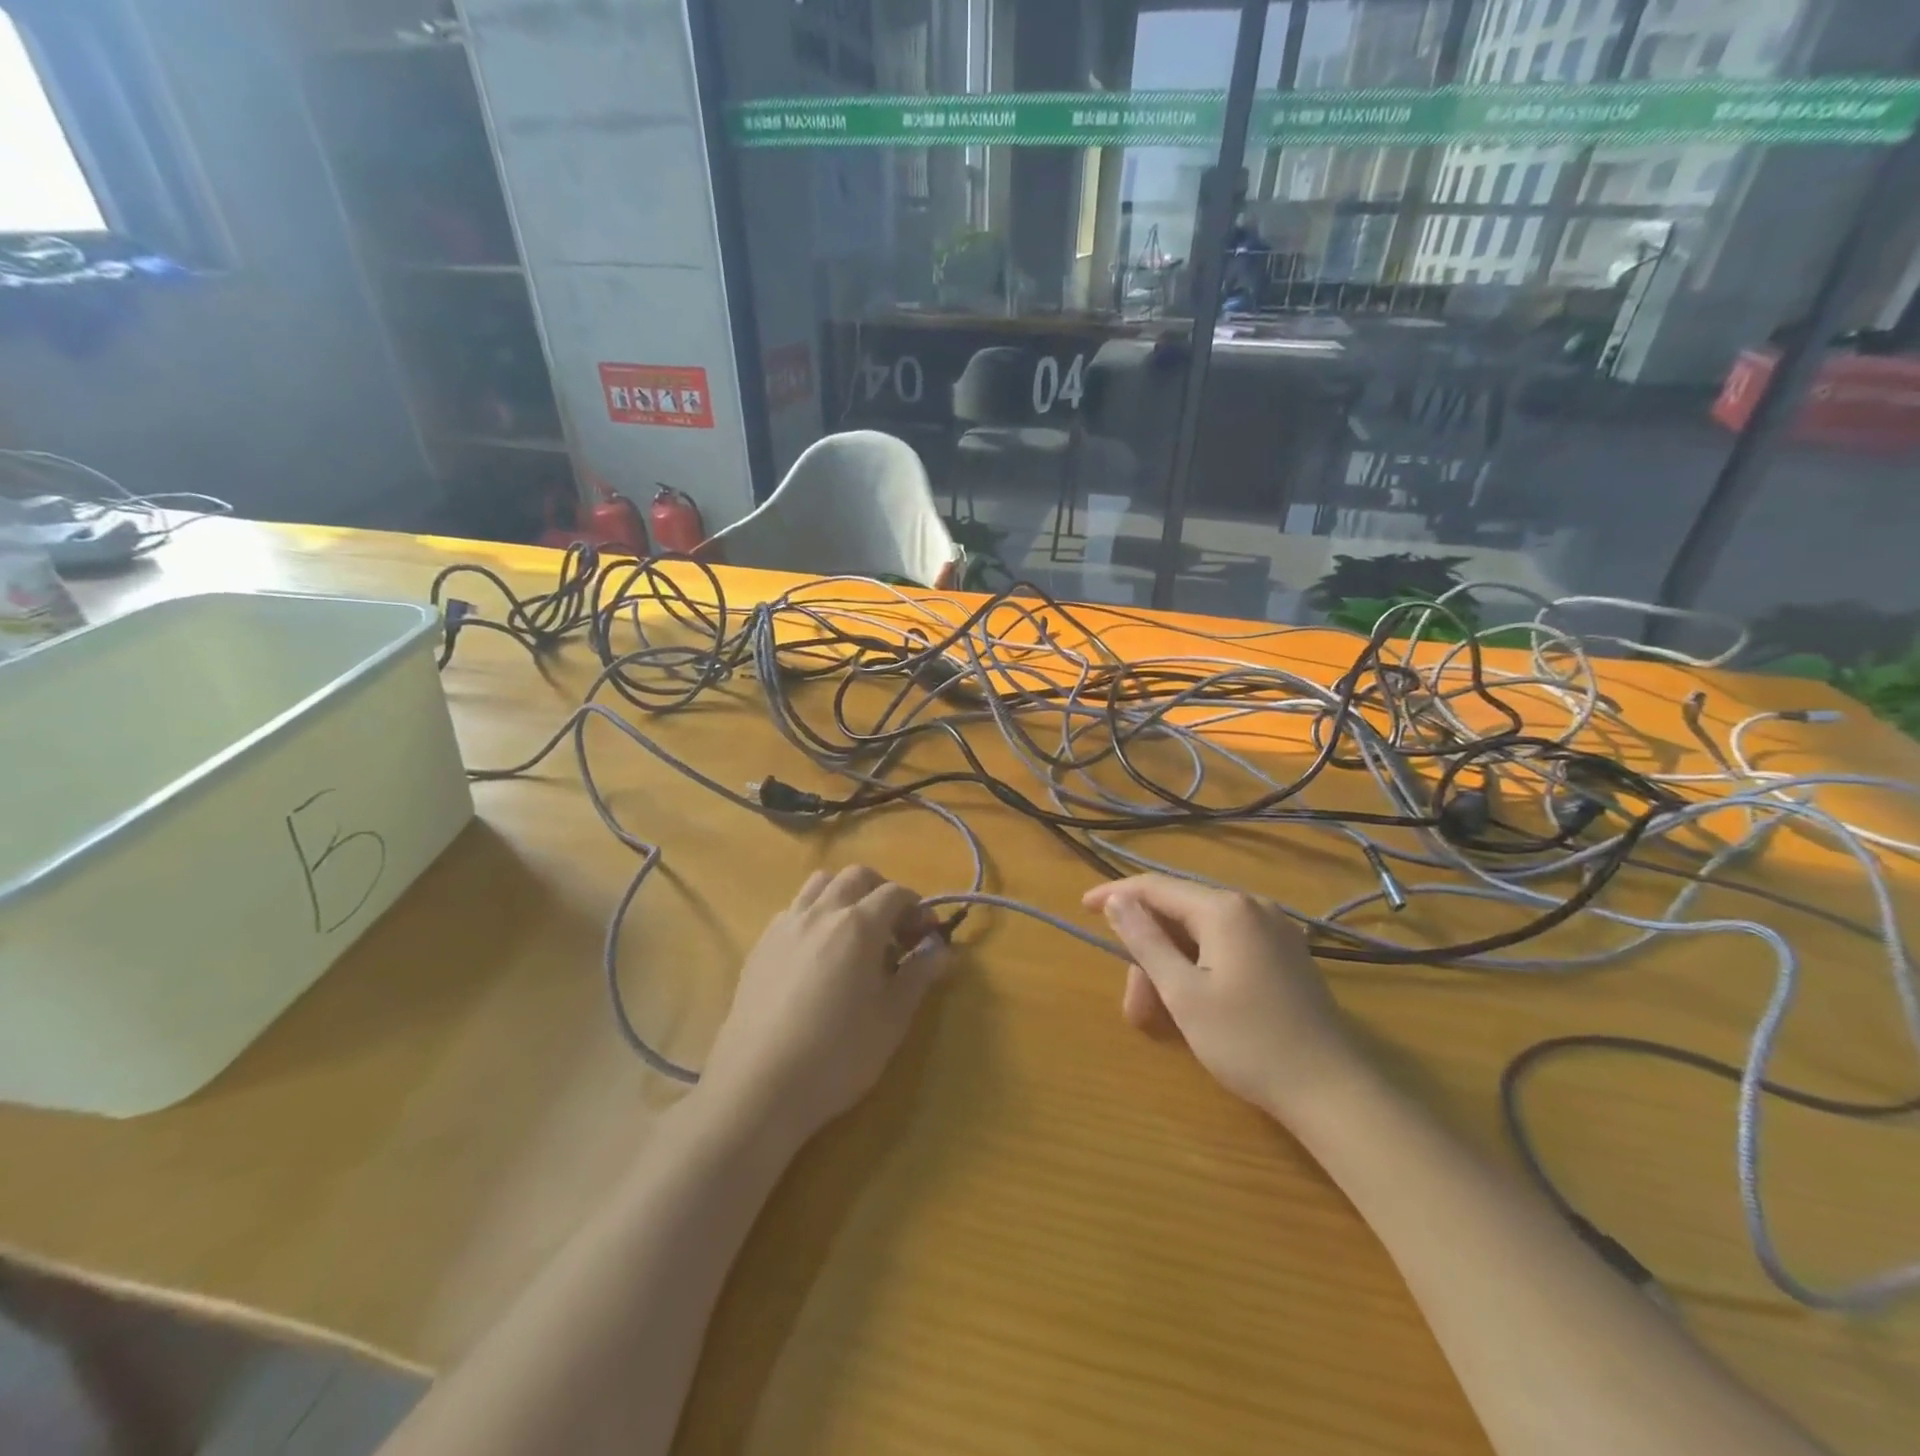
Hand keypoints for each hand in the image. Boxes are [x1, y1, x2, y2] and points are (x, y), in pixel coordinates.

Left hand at [700, 866, 949, 1142]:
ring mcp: (785, 925)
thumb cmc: (837, 1055)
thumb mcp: (892, 1019)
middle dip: (882, 891)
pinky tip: (817, 954)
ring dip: (844, 895)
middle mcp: (821, 913)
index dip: (918, 908)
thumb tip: (941, 949)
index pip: (896, 893)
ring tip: (854, 933)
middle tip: (894, 929)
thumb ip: (918, 976)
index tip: (927, 936)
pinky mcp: (761, 945)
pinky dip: (814, 914)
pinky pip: (794, 909)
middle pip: (856, 876)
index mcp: (858, 925)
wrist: (758, 1087)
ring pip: (820, 884)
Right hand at [1083, 875, 1371, 1120]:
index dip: (1115, 895)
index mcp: (1225, 909)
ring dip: (1172, 967)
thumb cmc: (1248, 1042)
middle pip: (1179, 915)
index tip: (1083, 908)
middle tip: (1133, 1005)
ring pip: (1202, 934)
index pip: (1156, 887)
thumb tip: (1116, 900)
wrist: (1332, 1091)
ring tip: (1158, 1020)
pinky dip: (1199, 968)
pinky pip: (1227, 946)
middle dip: (1148, 953)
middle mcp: (1251, 906)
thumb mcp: (1183, 993)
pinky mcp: (1286, 954)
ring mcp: (1274, 929)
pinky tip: (1192, 1003)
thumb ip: (1145, 940)